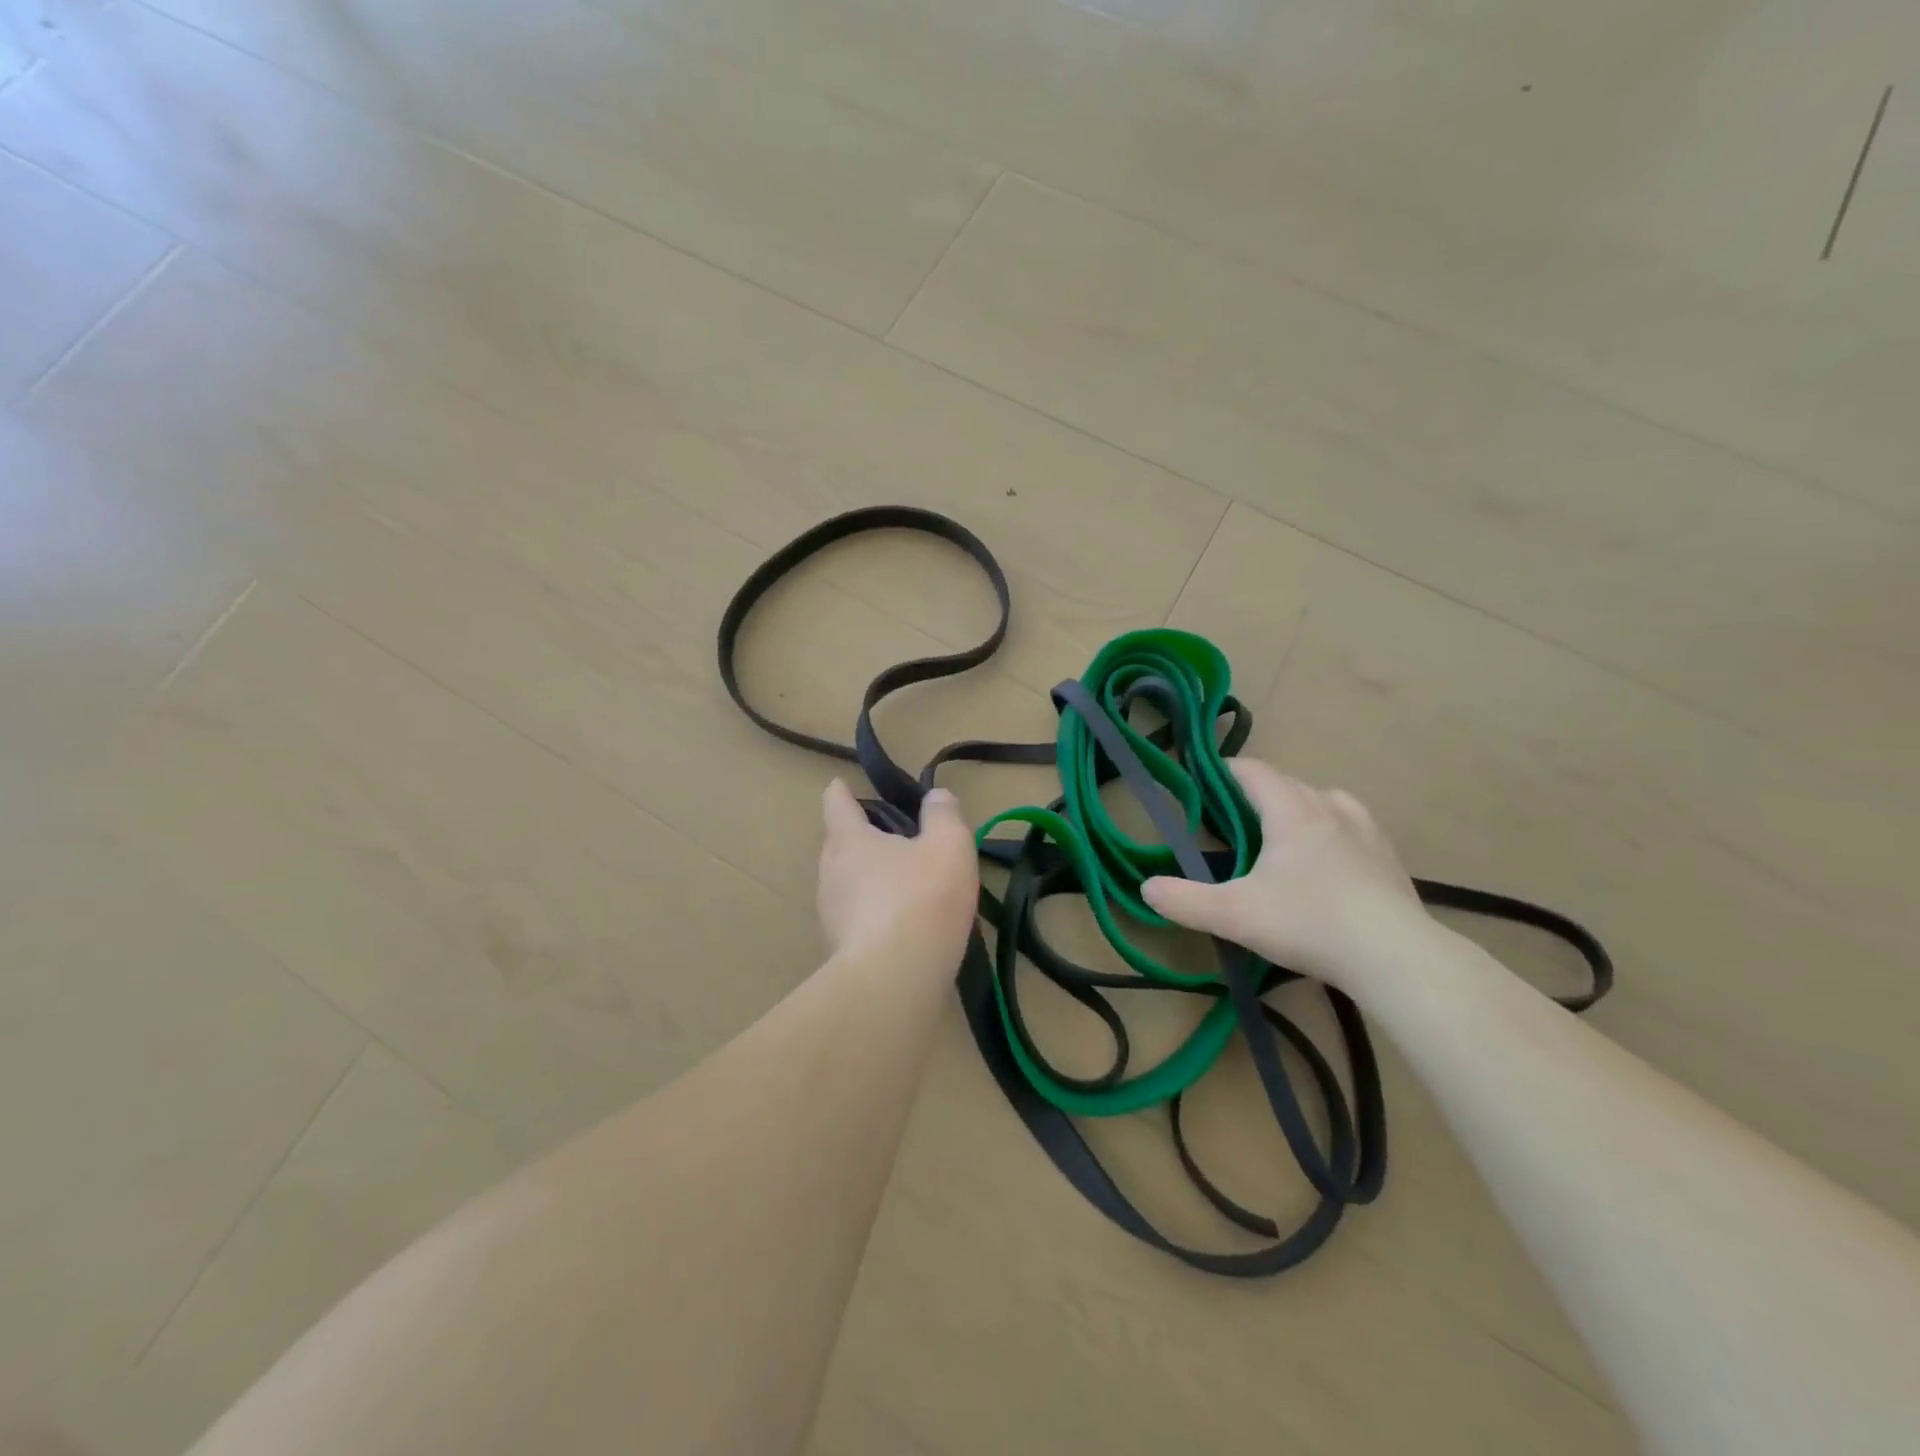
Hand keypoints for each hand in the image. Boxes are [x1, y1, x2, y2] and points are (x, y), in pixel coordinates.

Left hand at [817, 780, 978, 971]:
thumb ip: (944, 814)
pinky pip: (856, 920)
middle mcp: (829, 874)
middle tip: (895, 839)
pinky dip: (874, 915)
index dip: (841, 791)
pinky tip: (903, 928)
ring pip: (847, 885)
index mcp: (848, 840)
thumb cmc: (922, 899)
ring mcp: (830, 916)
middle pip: (840, 845)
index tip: (841, 784)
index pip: (837, 803)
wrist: (894, 981)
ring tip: (905, 885)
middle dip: (862, 838)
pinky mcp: (839, 952)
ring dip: (869, 880)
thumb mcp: (948, 845)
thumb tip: (936, 796)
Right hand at [1141, 760, 1427, 989]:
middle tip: (1230, 822)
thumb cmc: (1310, 924)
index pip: (1253, 771)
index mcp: (1291, 810)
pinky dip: (1329, 831)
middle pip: (1286, 783)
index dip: (1224, 770)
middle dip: (1256, 794)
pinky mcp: (1388, 857)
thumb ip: (1184, 900)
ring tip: (1280, 837)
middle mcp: (1330, 807)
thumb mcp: (1234, 916)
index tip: (1202, 782)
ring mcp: (1365, 830)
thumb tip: (1147, 888)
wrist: (1397, 958)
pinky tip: (1325, 864)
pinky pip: (1350, 825)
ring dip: (1297, 808)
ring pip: (1323, 800)